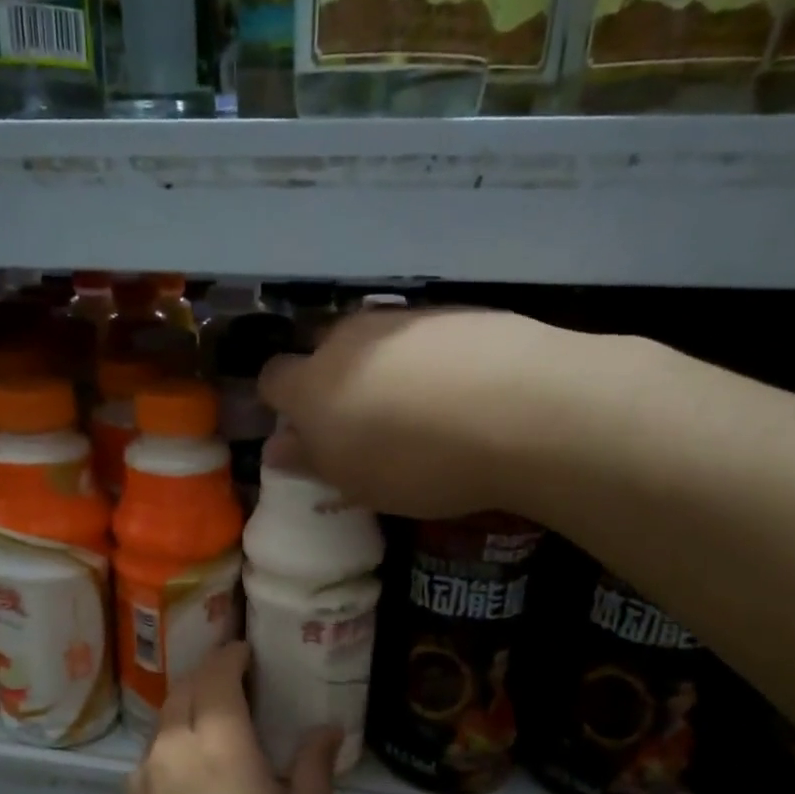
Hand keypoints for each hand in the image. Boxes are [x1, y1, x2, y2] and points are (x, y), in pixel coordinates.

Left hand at [119, 643, 338, 793]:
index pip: (217, 674)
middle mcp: (174, 745)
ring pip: (164, 720)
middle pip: (185, 688)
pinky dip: (173, 743)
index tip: (246, 652)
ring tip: (214, 723)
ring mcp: (143, 773)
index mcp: (220, 742)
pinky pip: (152, 754)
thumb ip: (314, 767)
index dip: (231, 656)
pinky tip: (191, 772)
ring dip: (188, 708)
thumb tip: (328, 729)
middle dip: (208, 674)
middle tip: (233, 679)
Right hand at [259, 306, 605, 519]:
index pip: (273, 378)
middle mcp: (350, 339)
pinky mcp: (457, 312)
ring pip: (377, 341)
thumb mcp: (355, 482)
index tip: (305, 432)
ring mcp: (405, 320)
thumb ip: (310, 461)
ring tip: (422, 411)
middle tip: (365, 424)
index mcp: (312, 384)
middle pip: (324, 350)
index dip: (283, 403)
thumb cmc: (417, 463)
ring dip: (384, 369)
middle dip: (334, 381)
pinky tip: (463, 392)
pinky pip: (426, 338)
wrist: (521, 411)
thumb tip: (277, 448)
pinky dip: (431, 360)